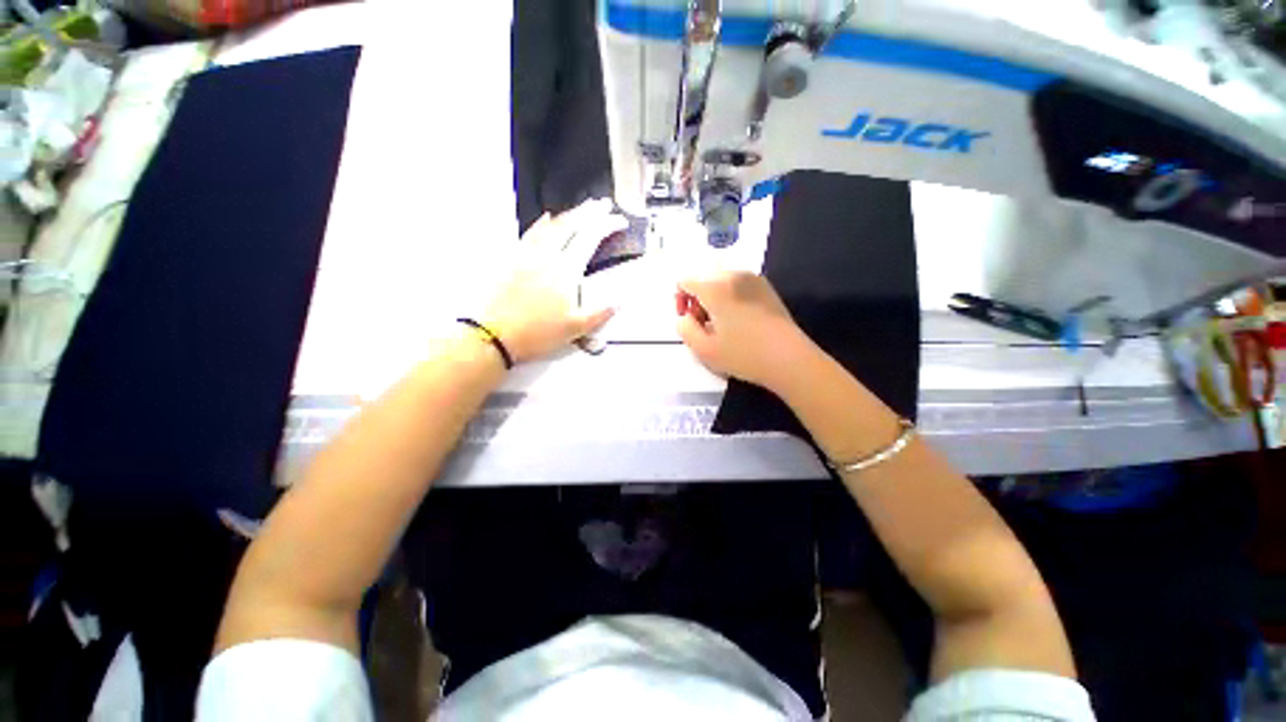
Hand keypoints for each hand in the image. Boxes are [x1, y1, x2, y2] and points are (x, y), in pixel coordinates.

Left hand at [482, 199, 626, 363]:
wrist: (494, 335)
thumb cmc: (536, 333)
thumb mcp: (576, 328)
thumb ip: (601, 312)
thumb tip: (618, 301)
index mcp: (565, 270)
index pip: (590, 237)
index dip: (607, 225)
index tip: (618, 221)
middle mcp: (546, 256)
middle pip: (571, 224)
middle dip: (589, 212)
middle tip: (602, 204)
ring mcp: (527, 255)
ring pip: (551, 225)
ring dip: (569, 214)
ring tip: (580, 209)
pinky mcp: (512, 260)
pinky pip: (531, 233)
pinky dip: (543, 223)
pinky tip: (546, 221)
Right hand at [676, 271, 811, 390]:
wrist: (789, 359)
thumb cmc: (744, 355)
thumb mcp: (704, 350)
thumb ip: (684, 329)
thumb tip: (684, 317)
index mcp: (716, 288)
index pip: (685, 281)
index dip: (681, 300)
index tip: (689, 322)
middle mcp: (733, 275)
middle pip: (703, 279)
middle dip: (698, 299)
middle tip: (704, 325)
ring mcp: (753, 279)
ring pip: (721, 281)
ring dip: (714, 298)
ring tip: (722, 325)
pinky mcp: (766, 287)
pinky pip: (737, 285)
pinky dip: (730, 297)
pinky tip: (739, 321)